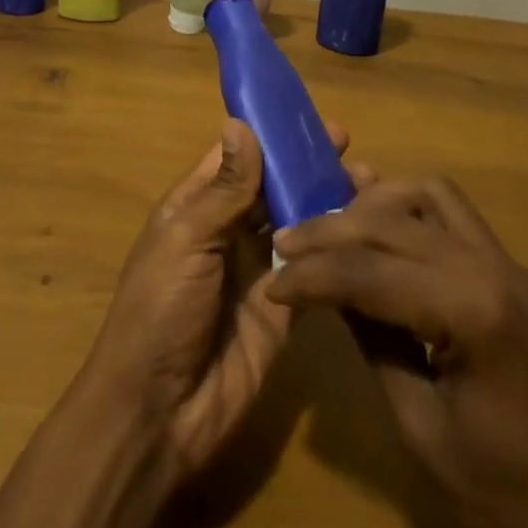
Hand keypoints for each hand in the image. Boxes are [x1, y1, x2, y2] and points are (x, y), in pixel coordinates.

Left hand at [81, 117, 351, 485]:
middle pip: (272, 187)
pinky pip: (312, 270)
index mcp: (197, 205)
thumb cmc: (159, 309)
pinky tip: (367, 231)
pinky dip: (335, 249)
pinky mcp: (283, 310)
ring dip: (327, 201)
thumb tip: (240, 122)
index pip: (237, 156)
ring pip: (297, 223)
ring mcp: (257, 270)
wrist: (158, 414)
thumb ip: (223, 189)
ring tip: (369, 178)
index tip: (306, 113)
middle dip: (305, 164)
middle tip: (348, 142)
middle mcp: (229, 230)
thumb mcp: (186, 240)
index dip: (268, 134)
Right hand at [267, 175, 527, 527]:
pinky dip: (409, 209)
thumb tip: (323, 288)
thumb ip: (372, 342)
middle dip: (332, 230)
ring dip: (374, 202)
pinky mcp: (512, 268)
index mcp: (474, 312)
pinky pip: (452, 213)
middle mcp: (494, 266)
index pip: (371, 271)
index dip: (313, 273)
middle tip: (288, 244)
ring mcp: (509, 261)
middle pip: (394, 221)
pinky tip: (382, 229)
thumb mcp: (421, 428)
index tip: (272, 280)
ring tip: (334, 227)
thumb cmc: (507, 494)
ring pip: (428, 193)